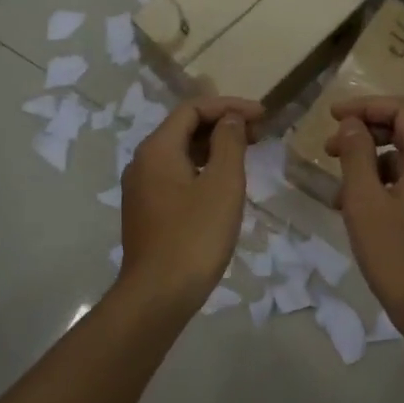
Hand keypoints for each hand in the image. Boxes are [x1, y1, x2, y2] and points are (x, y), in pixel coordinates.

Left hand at [119, 96, 263, 313]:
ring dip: (212, 147)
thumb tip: (230, 120)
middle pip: (183, 128)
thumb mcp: (222, 184)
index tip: (262, 115)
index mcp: (157, 148)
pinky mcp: (145, 211)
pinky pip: (175, 175)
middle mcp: (142, 161)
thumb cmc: (195, 236)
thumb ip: (229, 143)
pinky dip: (200, 169)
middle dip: (221, 124)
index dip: (229, 106)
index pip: (193, 109)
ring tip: (245, 154)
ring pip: (179, 153)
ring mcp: (140, 188)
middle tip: (259, 133)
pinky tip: (222, 184)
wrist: (157, 296)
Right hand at [328, 96, 403, 336]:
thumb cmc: (398, 257)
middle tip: (328, 150)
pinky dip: (382, 184)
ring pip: (403, 158)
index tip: (330, 116)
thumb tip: (351, 125)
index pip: (401, 110)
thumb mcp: (365, 202)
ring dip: (369, 162)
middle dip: (364, 133)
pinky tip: (356, 208)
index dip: (364, 106)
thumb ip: (356, 155)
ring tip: (338, 188)